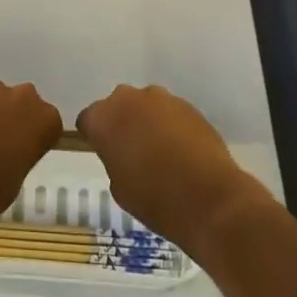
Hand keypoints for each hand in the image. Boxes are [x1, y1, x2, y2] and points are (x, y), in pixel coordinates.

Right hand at [75, 85, 264, 249]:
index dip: (95, 136)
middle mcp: (129, 99)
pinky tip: (181, 151)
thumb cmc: (154, 198)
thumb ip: (114, 159)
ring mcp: (162, 99)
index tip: (104, 153)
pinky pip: (170, 113)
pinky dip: (171, 126)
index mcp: (103, 118)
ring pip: (146, 106)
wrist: (209, 198)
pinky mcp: (189, 106)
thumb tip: (125, 152)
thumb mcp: (118, 186)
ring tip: (160, 152)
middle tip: (130, 152)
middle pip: (117, 106)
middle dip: (121, 123)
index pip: (88, 120)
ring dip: (147, 122)